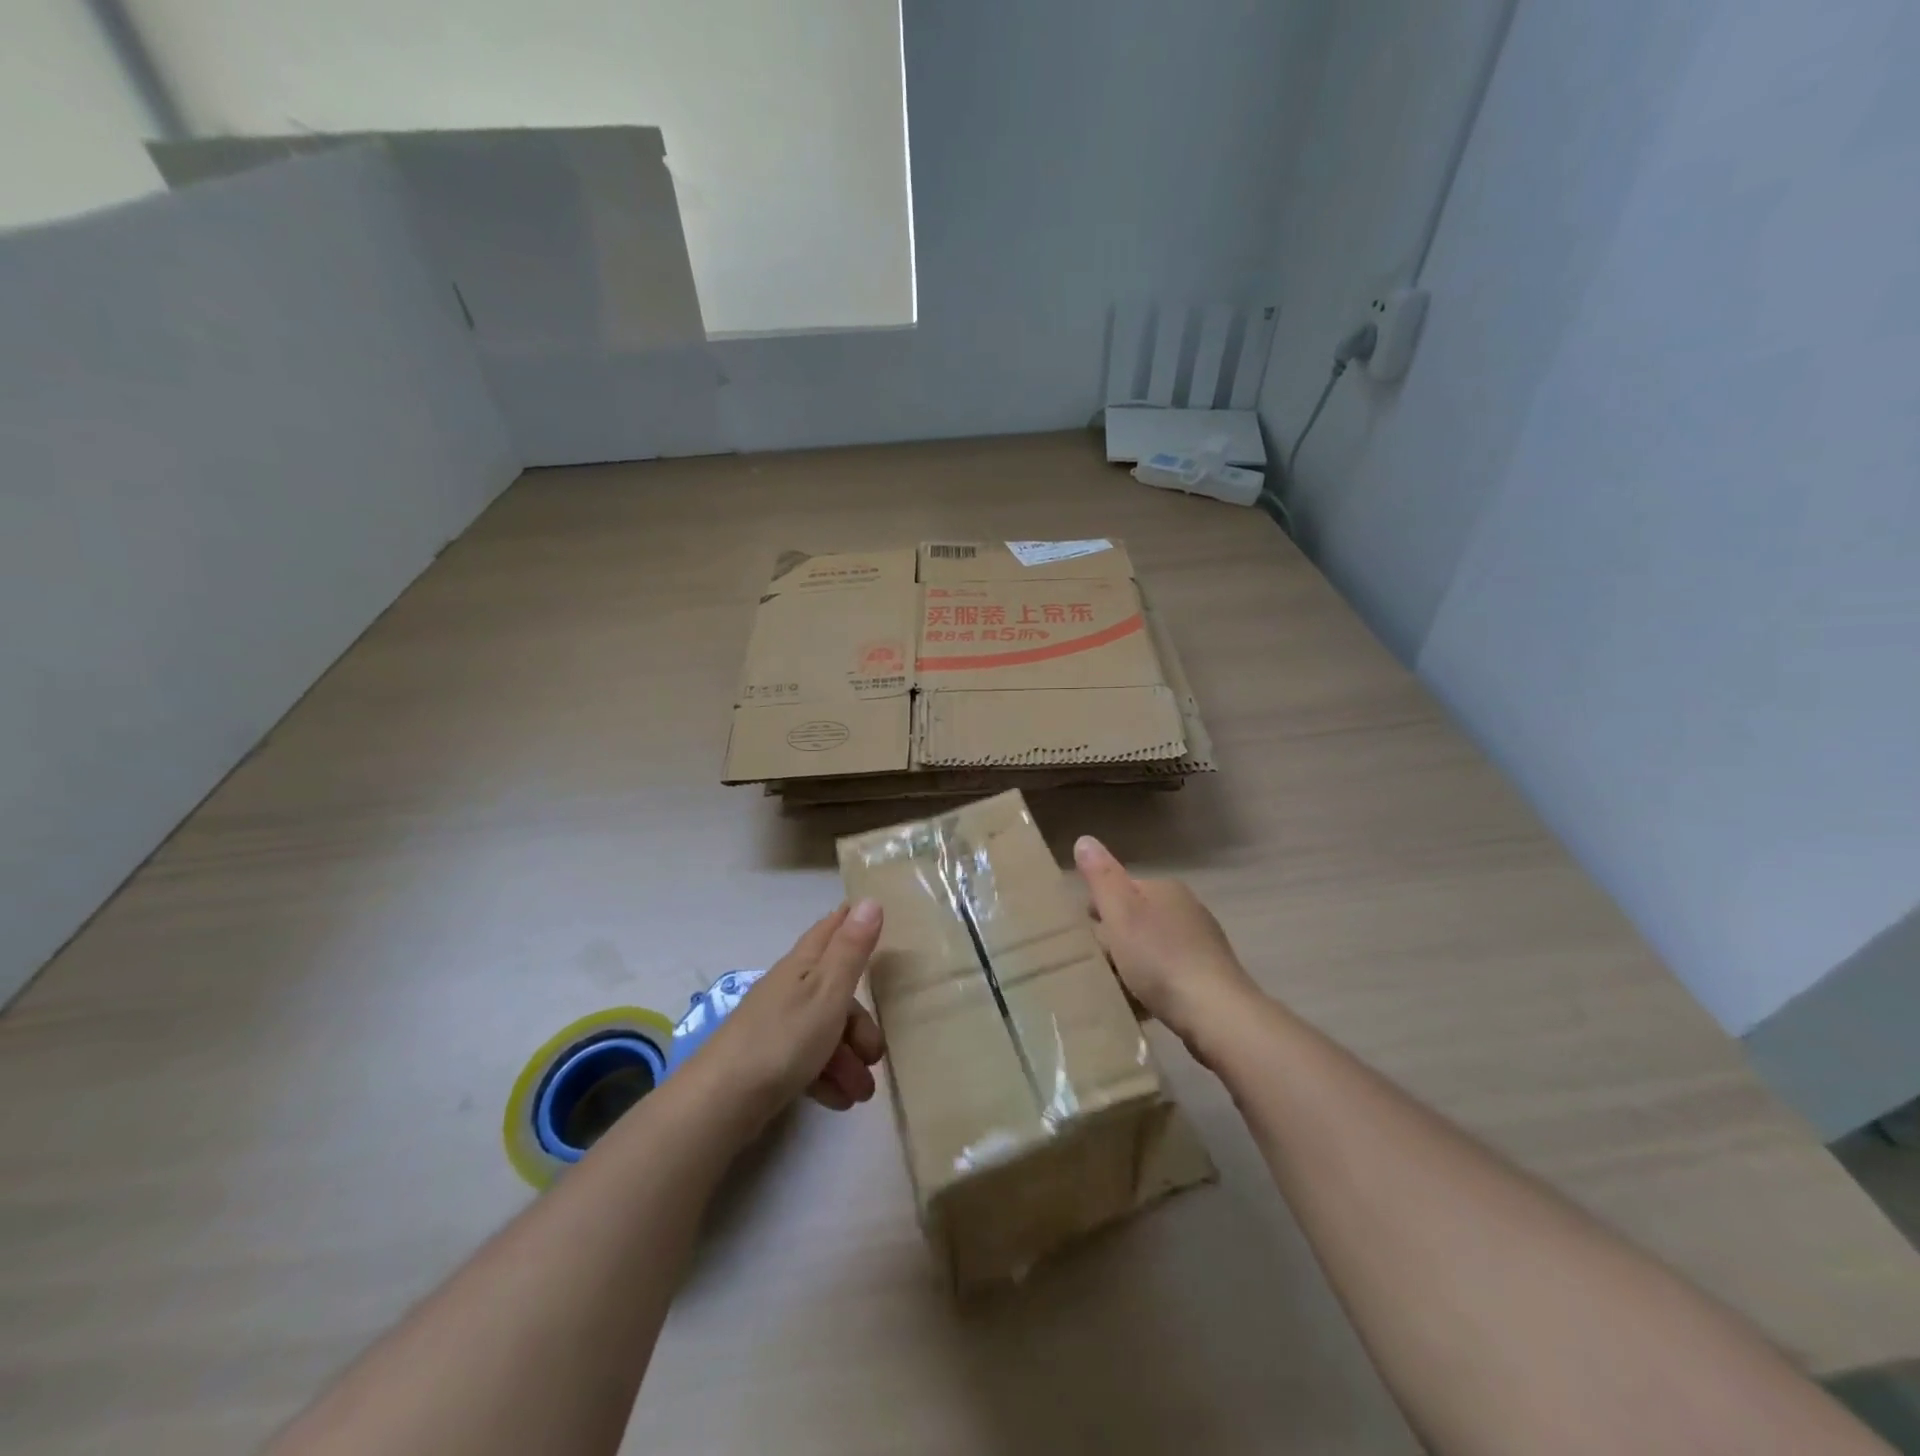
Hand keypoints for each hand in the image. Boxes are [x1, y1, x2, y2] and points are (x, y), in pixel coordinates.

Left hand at [690, 900, 885, 1132]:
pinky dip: (827, 1079)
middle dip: (860, 1024)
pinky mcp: (769, 1063)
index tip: (873, 915)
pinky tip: (839, 1101)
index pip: (829, 931)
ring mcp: (777, 1027)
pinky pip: (808, 1063)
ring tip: (861, 1093)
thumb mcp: (828, 990)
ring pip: (824, 1032)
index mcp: (802, 966)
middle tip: (875, 1054)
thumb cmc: (784, 1038)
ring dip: (848, 1060)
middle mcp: (789, 990)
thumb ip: (851, 949)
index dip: (849, 923)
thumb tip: (870, 899)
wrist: (722, 1101)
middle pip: (834, 994)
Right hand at [1075, 835, 1259, 1050]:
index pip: (1121, 889)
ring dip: (1133, 963)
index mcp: (1165, 888)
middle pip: (1137, 918)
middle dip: (1116, 937)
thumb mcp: (1120, 913)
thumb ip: (1101, 877)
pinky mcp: (1209, 975)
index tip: (1083, 934)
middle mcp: (1187, 908)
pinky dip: (1153, 983)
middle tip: (1096, 962)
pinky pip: (1168, 973)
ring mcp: (1202, 943)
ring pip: (1152, 946)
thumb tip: (1084, 839)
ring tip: (1115, 986)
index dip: (1099, 909)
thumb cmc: (1160, 958)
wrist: (1216, 1013)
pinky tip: (1141, 1002)